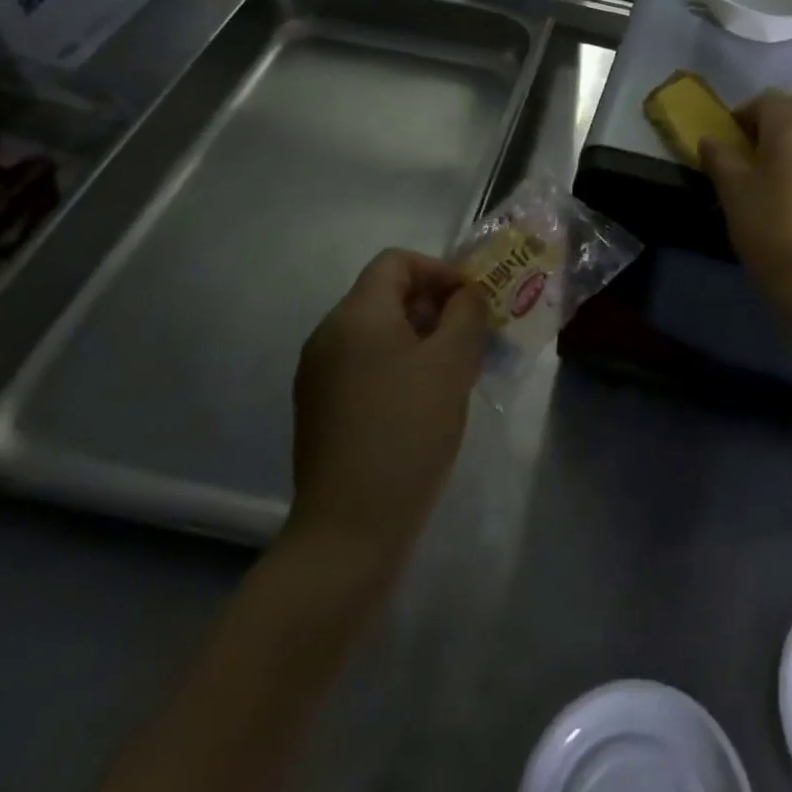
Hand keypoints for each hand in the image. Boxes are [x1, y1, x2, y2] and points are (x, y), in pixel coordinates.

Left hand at [283, 250, 487, 564]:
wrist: (349, 528)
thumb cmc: (407, 432)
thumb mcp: (452, 364)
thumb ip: (466, 314)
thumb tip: (466, 295)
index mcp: (356, 315)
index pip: (396, 262)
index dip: (439, 271)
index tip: (471, 302)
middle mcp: (328, 335)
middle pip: (386, 295)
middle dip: (434, 307)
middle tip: (472, 337)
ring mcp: (318, 375)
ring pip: (377, 333)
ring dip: (420, 338)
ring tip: (454, 371)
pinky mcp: (320, 408)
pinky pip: (364, 365)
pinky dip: (397, 366)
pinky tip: (423, 402)